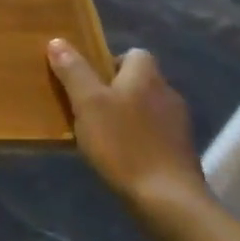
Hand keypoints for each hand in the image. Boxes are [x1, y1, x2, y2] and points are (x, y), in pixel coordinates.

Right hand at [47, 41, 206, 217]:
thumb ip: (73, 71)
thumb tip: (58, 41)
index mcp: (146, 76)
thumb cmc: (123, 143)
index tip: (88, 82)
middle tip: (87, 108)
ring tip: (101, 135)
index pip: (133, 53)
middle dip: (115, 90)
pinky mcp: (181, 150)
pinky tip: (122, 156)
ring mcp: (178, 123)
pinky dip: (138, 138)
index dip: (109, 62)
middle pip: (139, 80)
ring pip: (146, 107)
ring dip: (127, 115)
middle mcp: (167, 93)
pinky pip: (154, 133)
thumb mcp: (87, 103)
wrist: (167, 199)